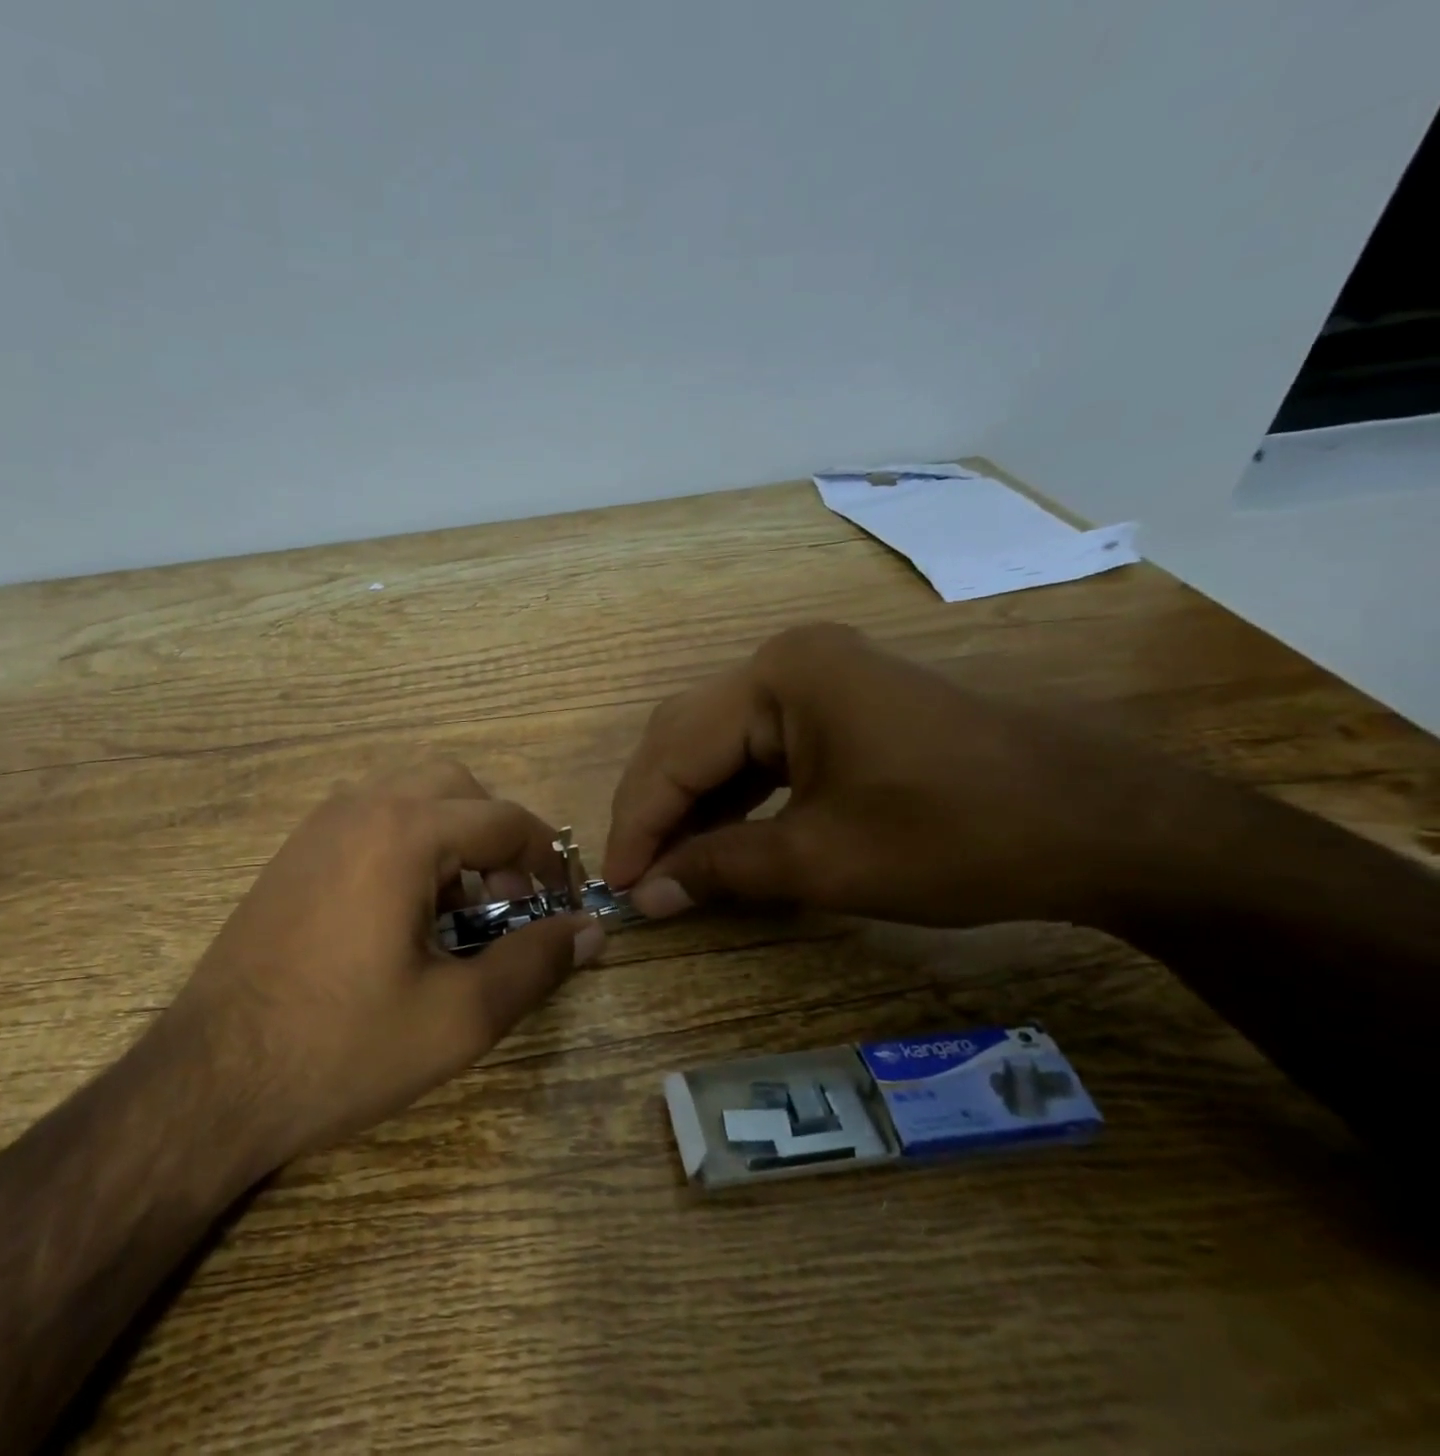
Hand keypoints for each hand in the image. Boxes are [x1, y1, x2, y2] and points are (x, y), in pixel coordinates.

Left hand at [170, 759, 602, 1172]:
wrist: (211, 1079)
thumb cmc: (342, 1047)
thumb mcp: (458, 1016)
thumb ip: (535, 962)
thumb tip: (592, 929)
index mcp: (405, 830)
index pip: (504, 818)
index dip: (549, 858)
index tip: (565, 904)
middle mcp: (360, 806)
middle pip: (456, 786)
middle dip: (496, 834)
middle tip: (508, 900)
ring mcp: (318, 825)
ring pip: (408, 794)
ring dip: (449, 834)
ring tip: (456, 908)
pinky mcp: (293, 851)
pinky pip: (369, 817)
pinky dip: (405, 841)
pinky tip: (401, 911)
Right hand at [604, 623, 1192, 928]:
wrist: (1108, 825)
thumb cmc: (961, 836)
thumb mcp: (825, 861)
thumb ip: (721, 870)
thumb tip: (646, 896)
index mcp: (779, 676)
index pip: (675, 751)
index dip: (638, 823)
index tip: (615, 887)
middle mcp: (786, 660)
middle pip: (686, 736)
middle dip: (655, 809)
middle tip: (636, 878)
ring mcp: (815, 677)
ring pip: (717, 743)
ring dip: (688, 805)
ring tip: (668, 867)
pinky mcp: (837, 705)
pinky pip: (758, 749)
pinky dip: (731, 797)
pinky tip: (718, 839)